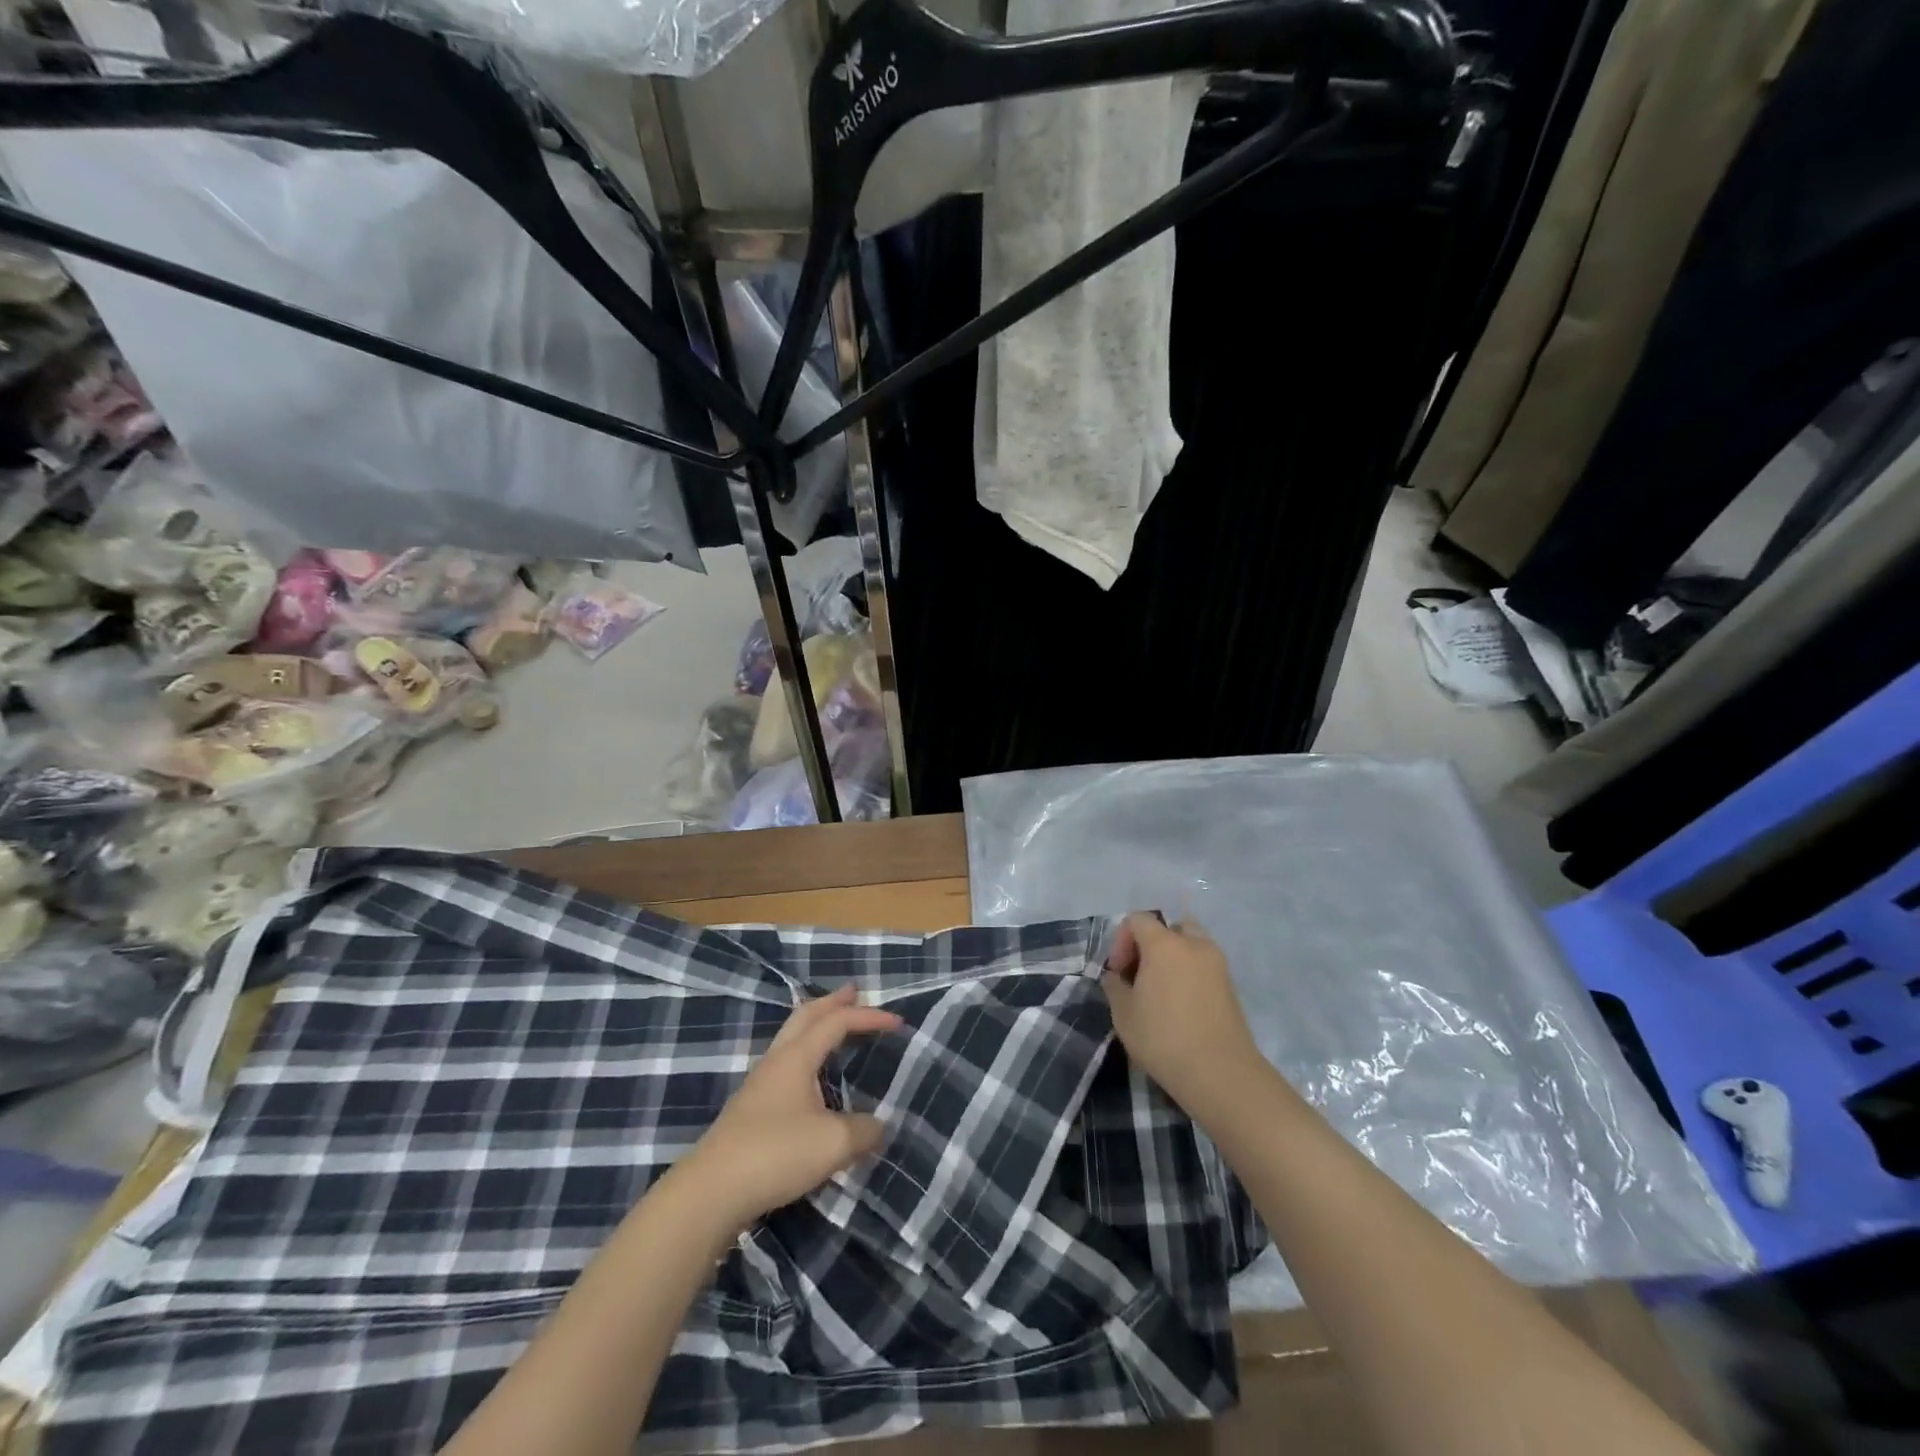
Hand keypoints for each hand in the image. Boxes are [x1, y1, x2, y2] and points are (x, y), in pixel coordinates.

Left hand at [686, 985, 901, 1229]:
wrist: (711, 1193)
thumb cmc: (776, 1154)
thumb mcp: (833, 1143)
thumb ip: (864, 1130)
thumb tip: (879, 1126)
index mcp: (797, 1057)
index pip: (837, 1022)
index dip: (868, 1017)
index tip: (898, 1022)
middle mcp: (776, 1061)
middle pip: (805, 1016)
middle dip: (831, 1002)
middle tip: (853, 992)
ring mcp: (759, 1085)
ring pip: (790, 1038)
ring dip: (814, 1026)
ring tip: (832, 1027)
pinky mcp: (750, 1111)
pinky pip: (784, 1065)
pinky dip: (804, 1054)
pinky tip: (810, 1078)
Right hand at [1103, 913, 1265, 1116]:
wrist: (1220, 1073)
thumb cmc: (1163, 1038)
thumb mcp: (1123, 1013)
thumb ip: (1114, 986)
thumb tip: (1116, 977)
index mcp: (1164, 944)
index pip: (1137, 919)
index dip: (1121, 941)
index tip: (1118, 973)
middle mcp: (1194, 944)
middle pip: (1169, 926)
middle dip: (1150, 944)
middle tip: (1140, 974)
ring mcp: (1217, 964)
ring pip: (1191, 943)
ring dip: (1173, 957)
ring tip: (1162, 989)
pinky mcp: (1231, 985)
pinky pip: (1204, 965)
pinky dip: (1190, 973)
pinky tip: (1181, 1004)